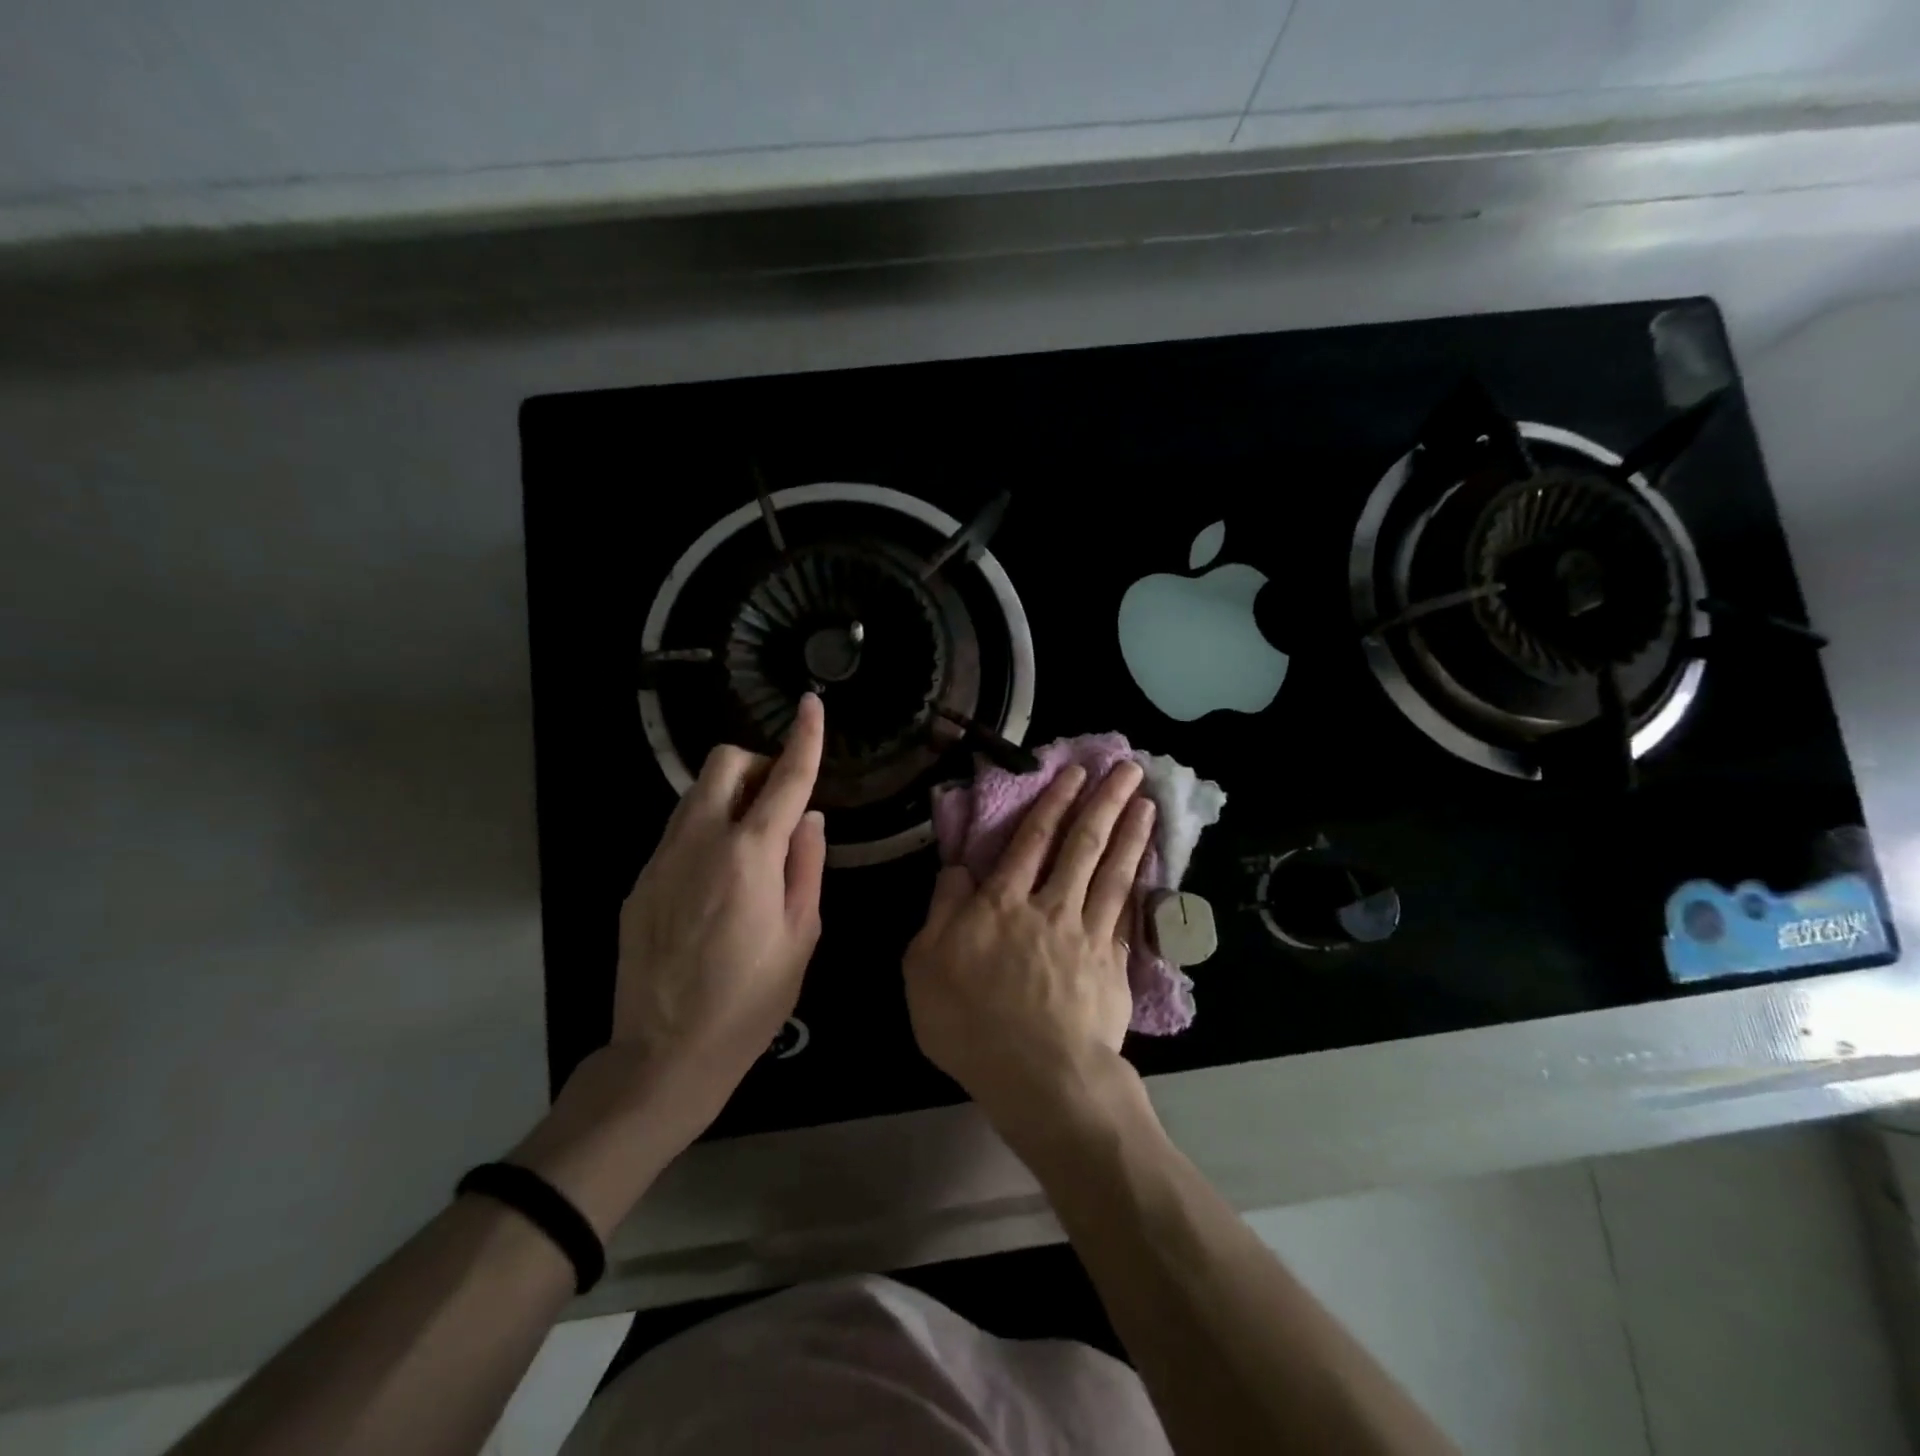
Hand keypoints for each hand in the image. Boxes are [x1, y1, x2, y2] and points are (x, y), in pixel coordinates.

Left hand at [610, 692, 827, 1134]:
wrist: (665, 1054)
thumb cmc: (751, 1000)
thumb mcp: (801, 935)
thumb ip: (807, 865)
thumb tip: (809, 818)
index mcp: (749, 855)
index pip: (785, 778)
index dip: (804, 738)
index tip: (813, 704)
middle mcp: (700, 841)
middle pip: (724, 762)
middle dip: (757, 764)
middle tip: (780, 803)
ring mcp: (661, 858)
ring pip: (697, 793)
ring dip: (731, 796)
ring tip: (752, 844)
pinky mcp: (640, 880)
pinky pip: (679, 832)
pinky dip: (707, 831)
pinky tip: (718, 881)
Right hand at [903, 760, 1156, 1146]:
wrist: (1039, 1076)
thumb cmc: (970, 1022)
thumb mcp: (925, 965)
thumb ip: (942, 910)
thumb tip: (958, 869)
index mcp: (1002, 903)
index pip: (1031, 841)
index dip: (1053, 803)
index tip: (1074, 773)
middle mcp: (1049, 906)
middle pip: (1081, 845)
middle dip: (1103, 802)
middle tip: (1127, 768)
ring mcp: (1088, 934)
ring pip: (1112, 872)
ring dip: (1130, 833)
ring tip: (1146, 802)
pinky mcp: (1114, 964)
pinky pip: (1129, 912)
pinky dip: (1141, 883)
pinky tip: (1149, 865)